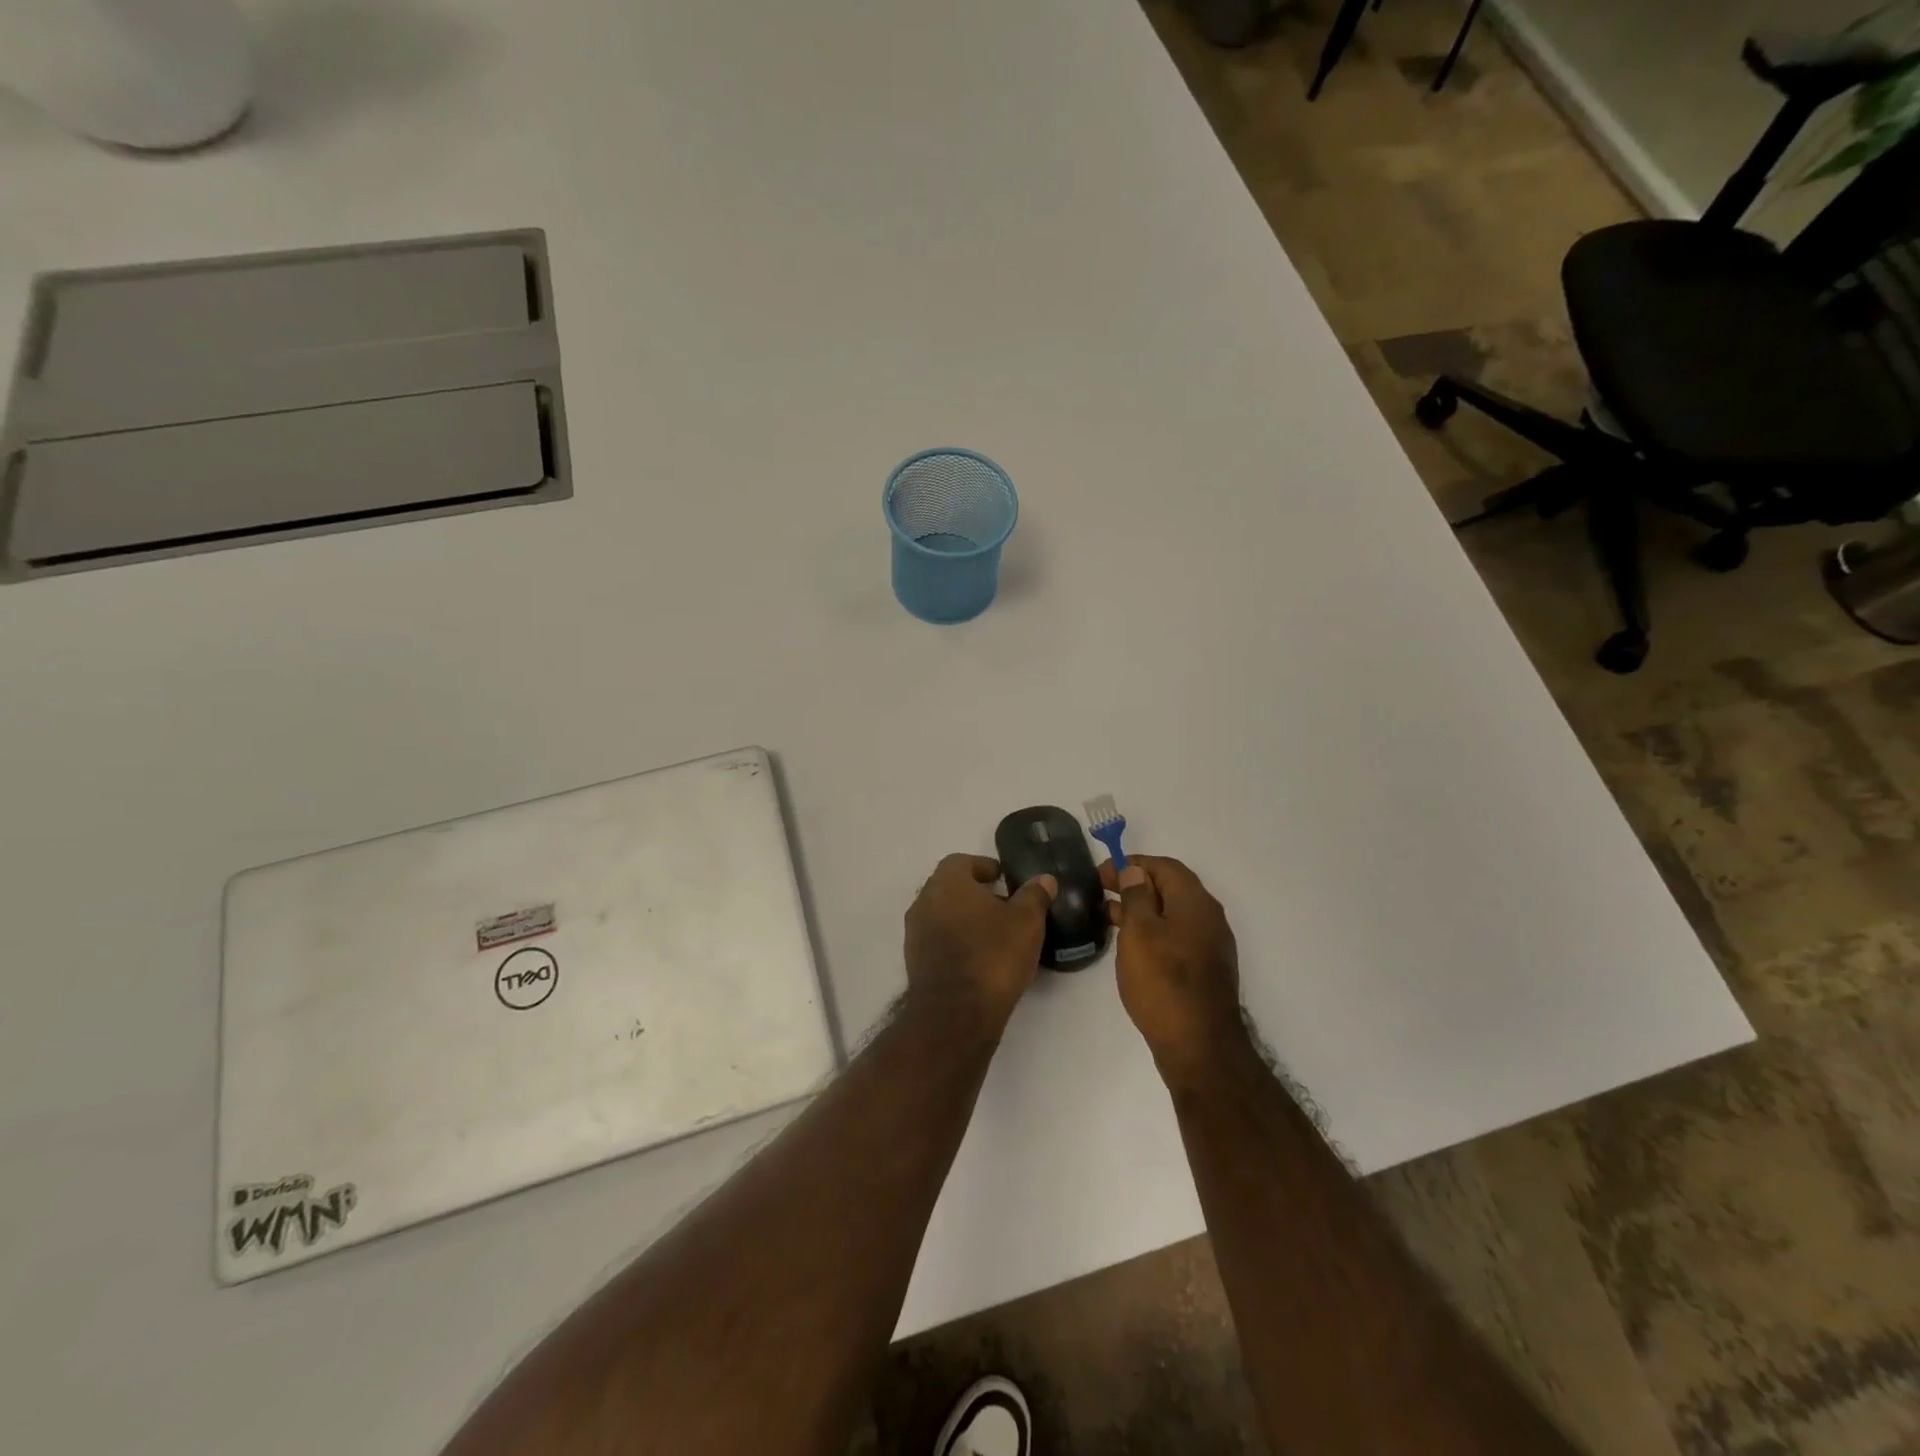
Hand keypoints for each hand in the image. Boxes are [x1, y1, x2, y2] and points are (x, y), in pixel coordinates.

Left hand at [904, 854, 1056, 1029]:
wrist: (955, 1014)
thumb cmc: (993, 956)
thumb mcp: (1026, 922)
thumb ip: (1034, 895)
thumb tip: (1043, 879)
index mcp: (947, 882)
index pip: (962, 861)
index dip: (985, 867)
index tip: (1004, 880)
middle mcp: (924, 901)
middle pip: (950, 887)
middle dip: (975, 893)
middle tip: (1004, 906)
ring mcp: (915, 933)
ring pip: (943, 914)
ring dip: (965, 918)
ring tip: (995, 934)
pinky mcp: (915, 961)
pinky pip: (937, 940)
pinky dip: (956, 941)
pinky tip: (979, 958)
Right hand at [1102, 856, 1243, 1084]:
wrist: (1200, 1046)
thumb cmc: (1163, 982)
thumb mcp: (1139, 933)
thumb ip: (1136, 897)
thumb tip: (1136, 872)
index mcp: (1195, 902)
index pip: (1165, 866)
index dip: (1133, 864)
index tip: (1102, 873)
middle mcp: (1209, 918)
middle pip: (1171, 888)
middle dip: (1136, 885)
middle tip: (1102, 891)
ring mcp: (1210, 945)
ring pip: (1173, 914)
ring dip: (1142, 909)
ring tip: (1108, 916)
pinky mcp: (1206, 969)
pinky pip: (1177, 935)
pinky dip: (1154, 930)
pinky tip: (1132, 946)